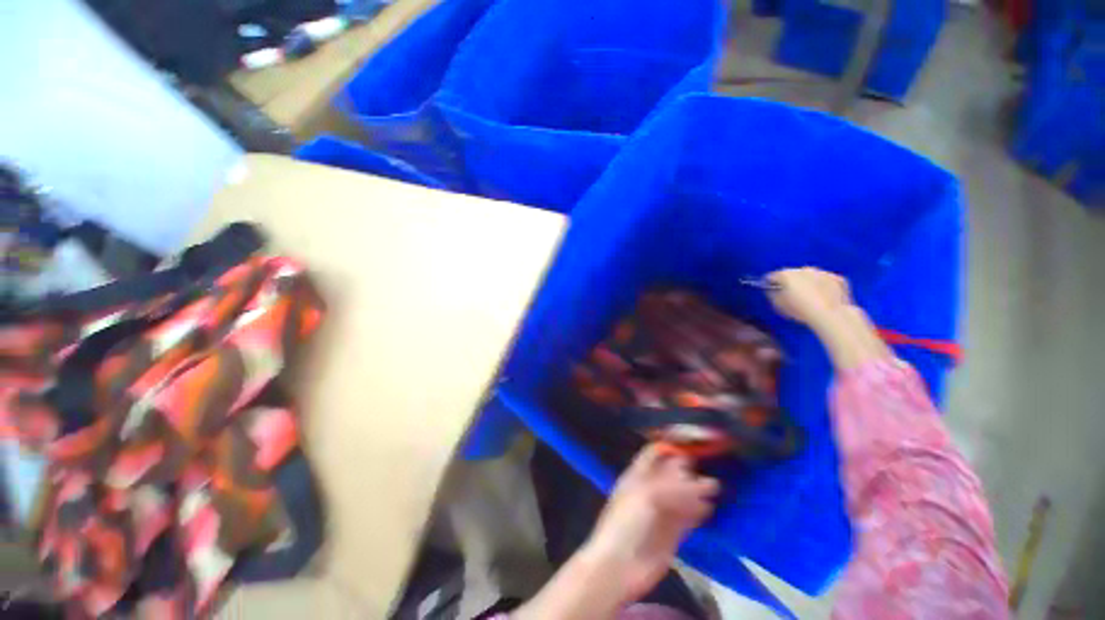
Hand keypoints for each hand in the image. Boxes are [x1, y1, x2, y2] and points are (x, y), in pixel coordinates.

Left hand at [582, 446, 719, 604]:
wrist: (619, 567)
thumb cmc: (627, 522)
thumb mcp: (648, 496)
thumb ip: (676, 487)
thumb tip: (708, 482)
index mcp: (637, 475)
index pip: (654, 453)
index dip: (672, 447)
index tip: (695, 442)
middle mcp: (650, 489)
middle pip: (671, 473)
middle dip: (689, 469)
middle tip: (712, 465)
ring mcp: (662, 511)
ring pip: (683, 495)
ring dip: (698, 491)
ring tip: (717, 486)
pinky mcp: (673, 533)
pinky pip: (688, 517)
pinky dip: (699, 511)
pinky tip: (711, 507)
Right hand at [767, 267, 890, 370]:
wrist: (830, 315)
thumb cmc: (799, 310)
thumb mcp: (778, 305)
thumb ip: (773, 295)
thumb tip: (772, 291)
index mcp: (786, 274)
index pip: (773, 276)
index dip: (770, 283)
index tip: (770, 290)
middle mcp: (804, 269)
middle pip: (793, 274)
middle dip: (790, 282)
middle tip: (790, 295)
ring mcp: (823, 272)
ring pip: (810, 276)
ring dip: (808, 283)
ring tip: (809, 297)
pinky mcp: (838, 279)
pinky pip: (826, 281)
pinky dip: (823, 286)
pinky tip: (824, 297)